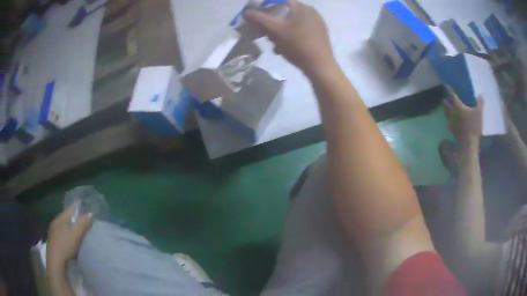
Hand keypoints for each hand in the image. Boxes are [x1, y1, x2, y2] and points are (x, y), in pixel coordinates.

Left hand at [47, 206, 92, 273]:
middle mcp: (55, 223)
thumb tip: (90, 213)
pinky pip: (62, 235)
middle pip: (66, 218)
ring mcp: (53, 233)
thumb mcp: (76, 234)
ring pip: (64, 227)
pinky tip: (71, 241)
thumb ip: (82, 224)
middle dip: (74, 218)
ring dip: (70, 228)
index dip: (76, 207)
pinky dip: (68, 236)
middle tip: (82, 220)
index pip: (69, 209)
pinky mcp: (54, 243)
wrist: (56, 261)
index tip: (83, 206)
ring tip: (78, 231)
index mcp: (59, 218)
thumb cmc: (65, 245)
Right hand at [243, 0, 335, 76]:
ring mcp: (318, 24)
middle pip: (286, 13)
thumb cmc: (297, 45)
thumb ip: (258, 19)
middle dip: (273, 23)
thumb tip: (245, 12)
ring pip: (293, 24)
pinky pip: (301, 32)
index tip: (259, 19)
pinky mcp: (320, 35)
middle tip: (265, 34)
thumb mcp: (274, 31)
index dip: (267, 8)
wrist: (320, 66)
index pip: (280, 1)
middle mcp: (311, 12)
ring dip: (281, 32)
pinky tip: (286, 49)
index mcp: (301, 7)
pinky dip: (291, 38)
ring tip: (275, 45)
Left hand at [444, 85, 483, 146]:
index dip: (449, 90)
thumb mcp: (479, 113)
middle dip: (445, 102)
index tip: (445, 85)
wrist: (468, 143)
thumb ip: (480, 103)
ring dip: (446, 111)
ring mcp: (452, 123)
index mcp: (458, 107)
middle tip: (443, 99)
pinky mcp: (452, 131)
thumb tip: (480, 95)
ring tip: (446, 110)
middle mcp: (453, 113)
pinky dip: (449, 121)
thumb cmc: (473, 126)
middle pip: (446, 106)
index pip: (453, 96)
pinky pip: (449, 124)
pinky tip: (450, 123)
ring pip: (446, 115)